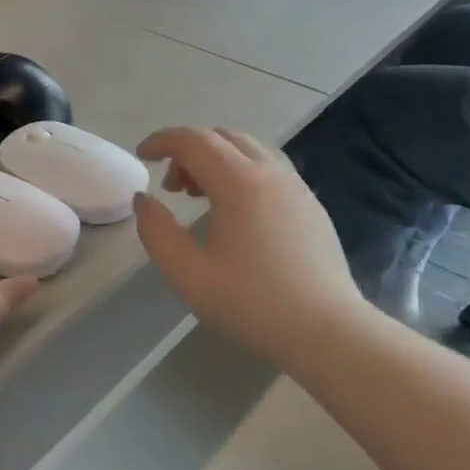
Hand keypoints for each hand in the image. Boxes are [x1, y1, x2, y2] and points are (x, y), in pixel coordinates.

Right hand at [133, 129, 367, 371]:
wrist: (328, 332)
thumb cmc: (252, 303)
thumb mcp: (188, 274)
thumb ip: (156, 231)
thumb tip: (144, 199)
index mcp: (240, 183)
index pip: (194, 141)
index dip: (162, 141)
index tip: (141, 156)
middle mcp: (271, 173)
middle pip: (222, 137)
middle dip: (188, 150)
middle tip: (170, 186)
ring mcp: (296, 187)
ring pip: (249, 149)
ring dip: (216, 159)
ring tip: (199, 195)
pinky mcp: (310, 205)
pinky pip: (268, 169)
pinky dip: (240, 172)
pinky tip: (235, 211)